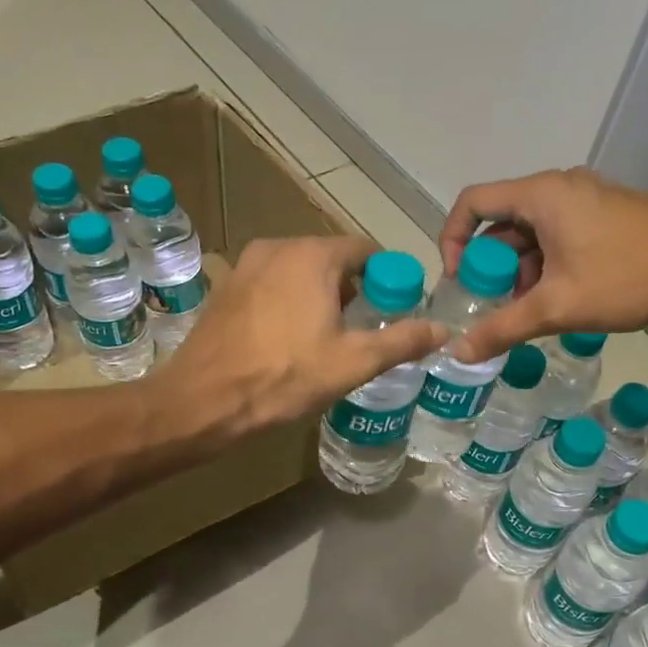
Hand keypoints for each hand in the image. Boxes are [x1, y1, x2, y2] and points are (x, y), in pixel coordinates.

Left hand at [158, 236, 446, 433]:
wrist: (204, 400)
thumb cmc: (284, 377)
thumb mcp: (353, 362)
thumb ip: (402, 341)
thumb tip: (443, 329)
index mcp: (313, 256)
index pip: (365, 250)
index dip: (386, 277)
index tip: (393, 308)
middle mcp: (278, 247)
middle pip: (331, 259)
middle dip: (352, 289)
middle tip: (363, 329)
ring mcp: (246, 265)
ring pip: (299, 271)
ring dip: (319, 295)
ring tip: (327, 338)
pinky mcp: (226, 287)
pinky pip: (271, 284)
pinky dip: (288, 301)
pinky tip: (288, 338)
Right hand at [440, 168, 647, 362]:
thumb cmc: (626, 277)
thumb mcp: (557, 307)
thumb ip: (503, 328)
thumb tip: (457, 353)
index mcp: (541, 194)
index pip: (472, 203)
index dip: (452, 240)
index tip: (458, 282)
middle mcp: (560, 187)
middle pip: (502, 221)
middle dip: (489, 266)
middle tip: (491, 306)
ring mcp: (588, 198)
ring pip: (533, 233)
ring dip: (520, 271)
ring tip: (528, 311)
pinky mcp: (608, 214)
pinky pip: (560, 235)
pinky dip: (547, 265)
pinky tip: (560, 300)